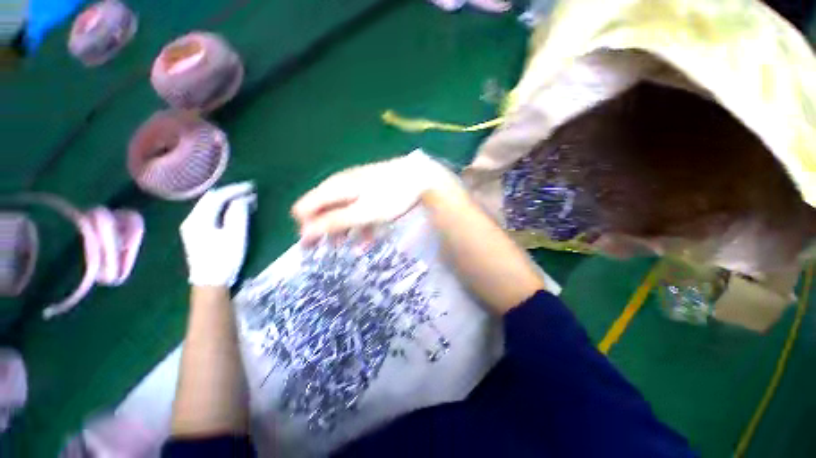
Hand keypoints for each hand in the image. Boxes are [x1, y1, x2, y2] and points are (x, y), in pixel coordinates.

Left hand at [180, 182, 255, 286]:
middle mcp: (191, 219)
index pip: (216, 196)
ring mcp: (192, 227)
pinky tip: (233, 210)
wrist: (210, 282)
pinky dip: (223, 208)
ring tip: (244, 199)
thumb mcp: (235, 236)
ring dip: (227, 200)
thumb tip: (242, 199)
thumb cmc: (224, 259)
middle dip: (230, 193)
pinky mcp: (196, 233)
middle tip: (249, 191)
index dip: (234, 189)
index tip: (251, 187)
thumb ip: (237, 214)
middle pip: (210, 199)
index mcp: (198, 219)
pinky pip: (210, 213)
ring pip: (209, 206)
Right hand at [292, 150, 460, 244]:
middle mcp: (340, 185)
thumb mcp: (361, 213)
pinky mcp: (370, 192)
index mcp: (333, 188)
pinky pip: (359, 210)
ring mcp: (356, 188)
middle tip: (332, 251)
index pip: (304, 208)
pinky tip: (369, 241)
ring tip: (354, 250)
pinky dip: (361, 225)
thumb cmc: (390, 197)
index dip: (306, 228)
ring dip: (346, 232)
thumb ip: (333, 222)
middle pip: (323, 211)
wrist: (419, 177)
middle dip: (326, 232)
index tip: (314, 247)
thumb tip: (304, 232)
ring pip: (343, 212)